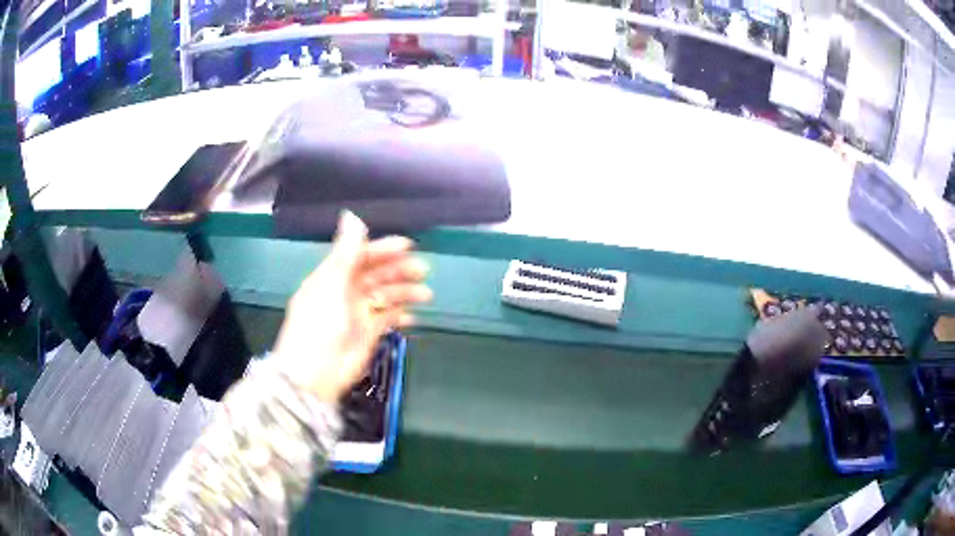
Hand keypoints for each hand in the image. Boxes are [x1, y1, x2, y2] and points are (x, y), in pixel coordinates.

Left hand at [273, 211, 431, 402]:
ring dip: (405, 292)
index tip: (408, 247)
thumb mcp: (331, 284)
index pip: (361, 256)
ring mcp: (358, 313)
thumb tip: (352, 215)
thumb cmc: (320, 324)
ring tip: (427, 295)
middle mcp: (346, 291)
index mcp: (333, 276)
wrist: (316, 374)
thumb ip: (346, 252)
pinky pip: (388, 318)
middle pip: (377, 274)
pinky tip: (412, 317)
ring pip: (386, 295)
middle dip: (399, 271)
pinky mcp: (368, 333)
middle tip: (423, 271)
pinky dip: (400, 315)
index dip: (383, 249)